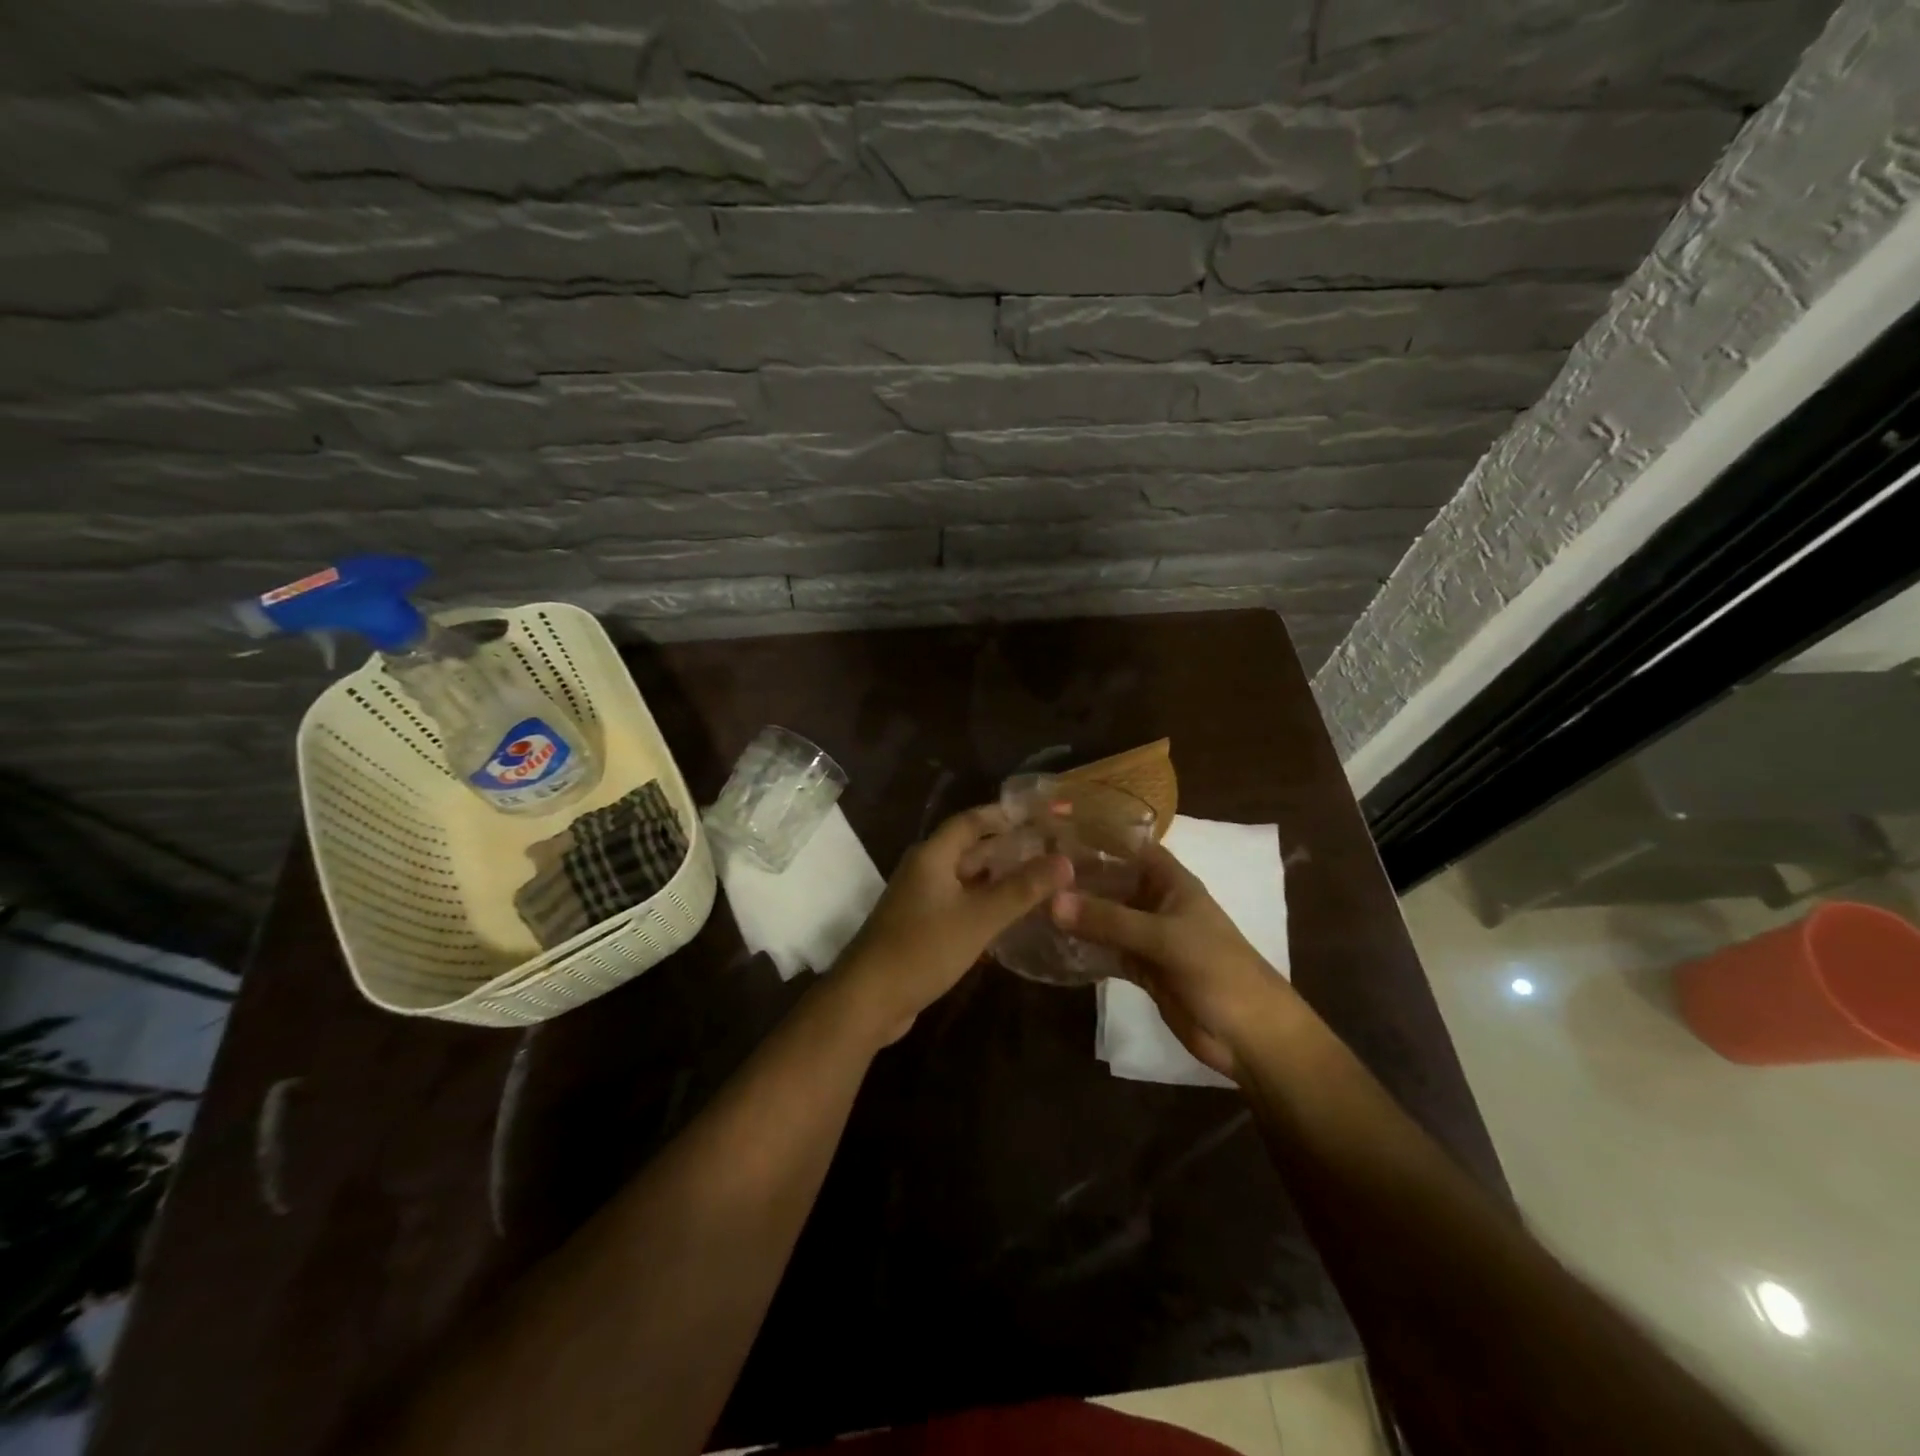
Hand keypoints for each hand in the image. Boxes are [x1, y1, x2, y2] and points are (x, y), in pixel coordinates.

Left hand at [832, 804, 1070, 1045]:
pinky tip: (1013, 918)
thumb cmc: (922, 949)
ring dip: (1000, 880)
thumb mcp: (978, 918)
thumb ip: (1022, 889)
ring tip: (1043, 882)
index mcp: (932, 856)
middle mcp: (925, 870)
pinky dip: (986, 906)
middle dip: (1009, 849)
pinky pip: (960, 906)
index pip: (972, 821)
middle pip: (971, 849)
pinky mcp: (922, 928)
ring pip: (967, 880)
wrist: (868, 1000)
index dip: (1005, 815)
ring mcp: (921, 900)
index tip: (1041, 815)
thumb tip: (1065, 860)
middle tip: (1052, 850)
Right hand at [1051, 841, 1295, 1080]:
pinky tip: (1048, 940)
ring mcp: (1146, 934)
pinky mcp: (1139, 966)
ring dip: (1074, 911)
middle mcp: (1154, 900)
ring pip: (1103, 915)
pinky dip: (1081, 945)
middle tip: (1025, 868)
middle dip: (1074, 875)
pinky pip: (1104, 948)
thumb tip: (1051, 901)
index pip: (1128, 844)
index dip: (1095, 833)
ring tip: (1027, 901)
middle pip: (1109, 879)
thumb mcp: (1164, 939)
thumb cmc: (1218, 971)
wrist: (1250, 1036)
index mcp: (1169, 880)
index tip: (1049, 826)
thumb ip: (1109, 920)